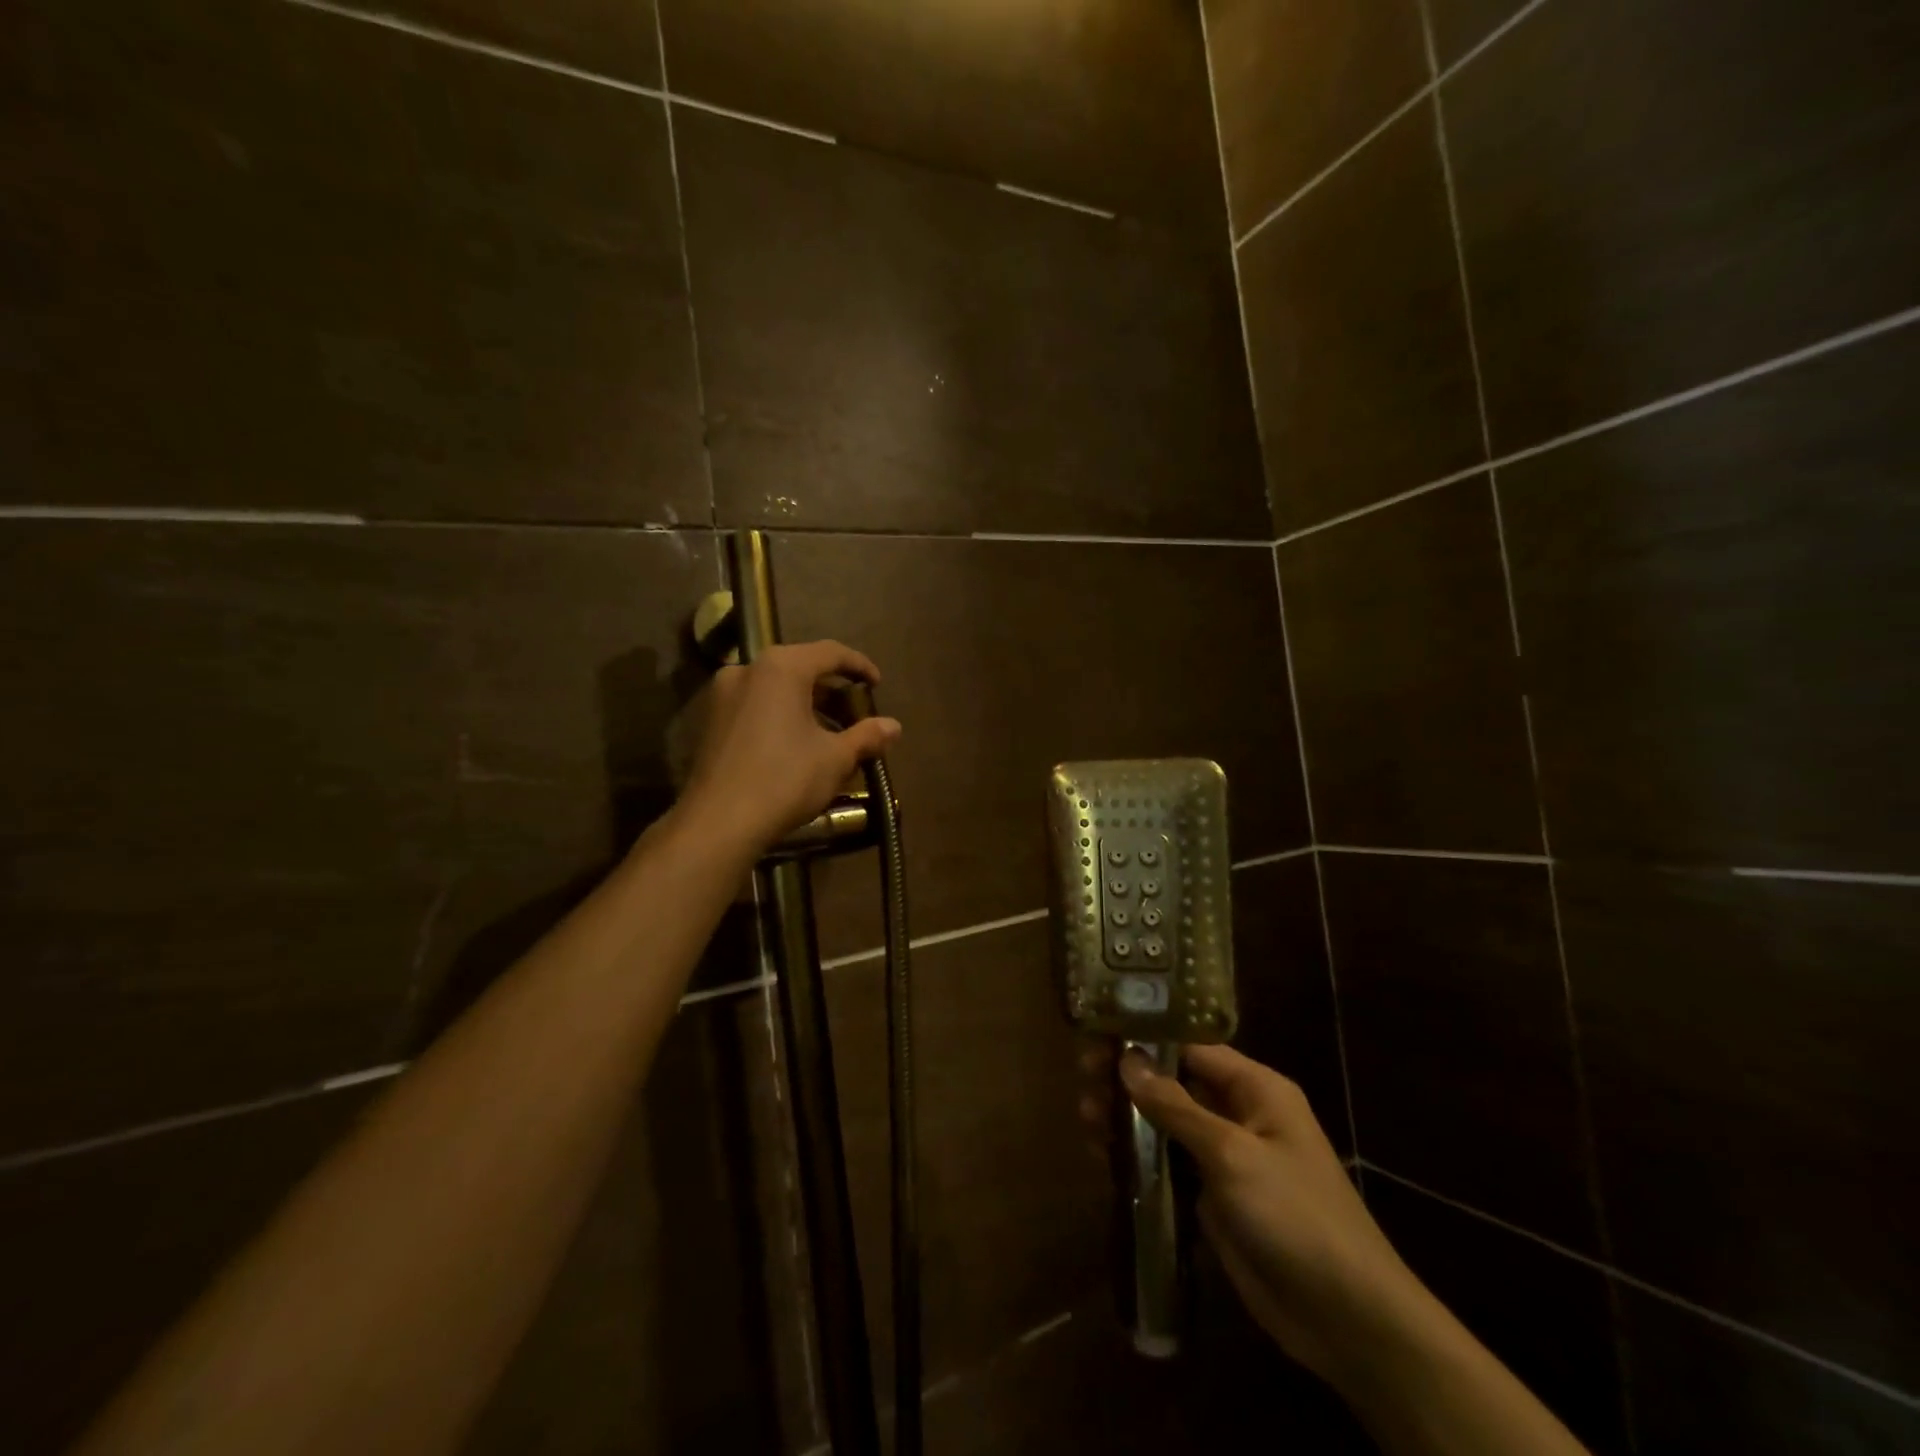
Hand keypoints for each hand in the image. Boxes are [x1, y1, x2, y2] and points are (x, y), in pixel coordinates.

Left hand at [677, 640, 901, 856]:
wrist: (719, 822)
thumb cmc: (785, 779)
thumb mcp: (835, 758)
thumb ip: (867, 736)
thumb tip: (894, 726)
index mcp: (782, 668)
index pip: (830, 652)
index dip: (859, 665)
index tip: (877, 684)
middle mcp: (749, 669)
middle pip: (801, 668)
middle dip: (832, 690)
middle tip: (856, 712)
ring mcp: (724, 694)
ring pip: (777, 688)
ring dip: (807, 705)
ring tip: (831, 733)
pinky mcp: (711, 720)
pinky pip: (757, 705)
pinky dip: (781, 715)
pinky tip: (798, 744)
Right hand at [1118, 1045, 1423, 1385]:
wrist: (1347, 1318)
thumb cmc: (1295, 1216)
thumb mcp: (1233, 1155)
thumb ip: (1176, 1107)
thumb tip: (1126, 1060)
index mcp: (1256, 1088)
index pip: (1191, 1045)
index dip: (1145, 1037)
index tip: (1097, 1036)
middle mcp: (1239, 1113)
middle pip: (1173, 1082)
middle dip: (1128, 1079)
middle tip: (1082, 1079)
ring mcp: (1226, 1157)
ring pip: (1165, 1122)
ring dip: (1126, 1118)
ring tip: (1084, 1117)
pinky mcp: (1214, 1197)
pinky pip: (1168, 1164)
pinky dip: (1137, 1157)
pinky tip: (1102, 1155)